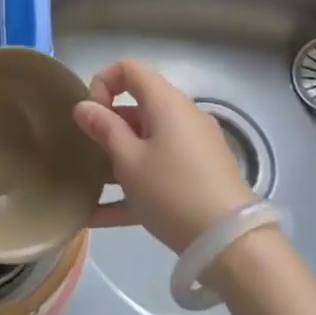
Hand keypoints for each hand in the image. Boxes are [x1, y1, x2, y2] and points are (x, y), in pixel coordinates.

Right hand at [73, 60, 256, 254]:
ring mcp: (193, 149)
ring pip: (146, 142)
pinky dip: (133, 185)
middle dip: (107, 126)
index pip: (129, 69)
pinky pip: (159, 171)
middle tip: (86, 152)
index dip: (103, 83)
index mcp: (166, 103)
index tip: (89, 114)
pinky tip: (99, 216)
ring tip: (88, 184)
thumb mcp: (129, 160)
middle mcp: (182, 118)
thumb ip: (103, 129)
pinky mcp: (199, 178)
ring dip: (116, 158)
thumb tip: (83, 107)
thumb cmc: (172, 191)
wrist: (232, 245)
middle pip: (137, 108)